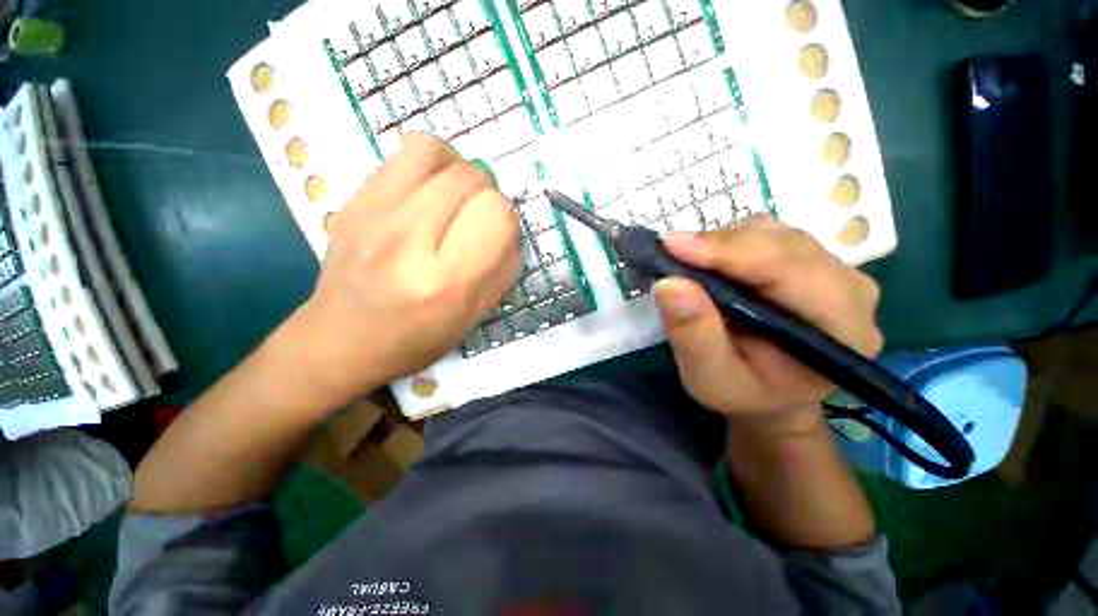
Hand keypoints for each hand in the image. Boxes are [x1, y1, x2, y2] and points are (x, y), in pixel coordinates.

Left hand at [289, 133, 519, 405]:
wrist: (342, 340)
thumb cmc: (418, 338)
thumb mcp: (474, 316)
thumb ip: (500, 267)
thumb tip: (507, 226)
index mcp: (447, 282)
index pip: (497, 215)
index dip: (506, 221)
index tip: (497, 236)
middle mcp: (408, 240)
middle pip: (470, 178)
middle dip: (487, 195)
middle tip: (476, 219)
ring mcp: (372, 214)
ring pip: (435, 152)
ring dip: (457, 170)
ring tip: (454, 196)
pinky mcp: (352, 200)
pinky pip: (403, 155)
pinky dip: (428, 166)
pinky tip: (426, 194)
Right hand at [653, 217, 882, 432]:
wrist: (770, 394)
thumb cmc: (743, 392)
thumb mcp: (710, 378)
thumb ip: (693, 334)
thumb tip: (669, 283)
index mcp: (841, 328)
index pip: (790, 269)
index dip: (728, 251)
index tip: (671, 246)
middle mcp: (850, 290)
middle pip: (782, 243)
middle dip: (719, 245)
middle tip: (667, 253)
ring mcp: (834, 270)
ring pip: (773, 233)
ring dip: (721, 243)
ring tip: (687, 264)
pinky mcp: (811, 261)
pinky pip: (767, 235)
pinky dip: (728, 242)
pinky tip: (709, 263)